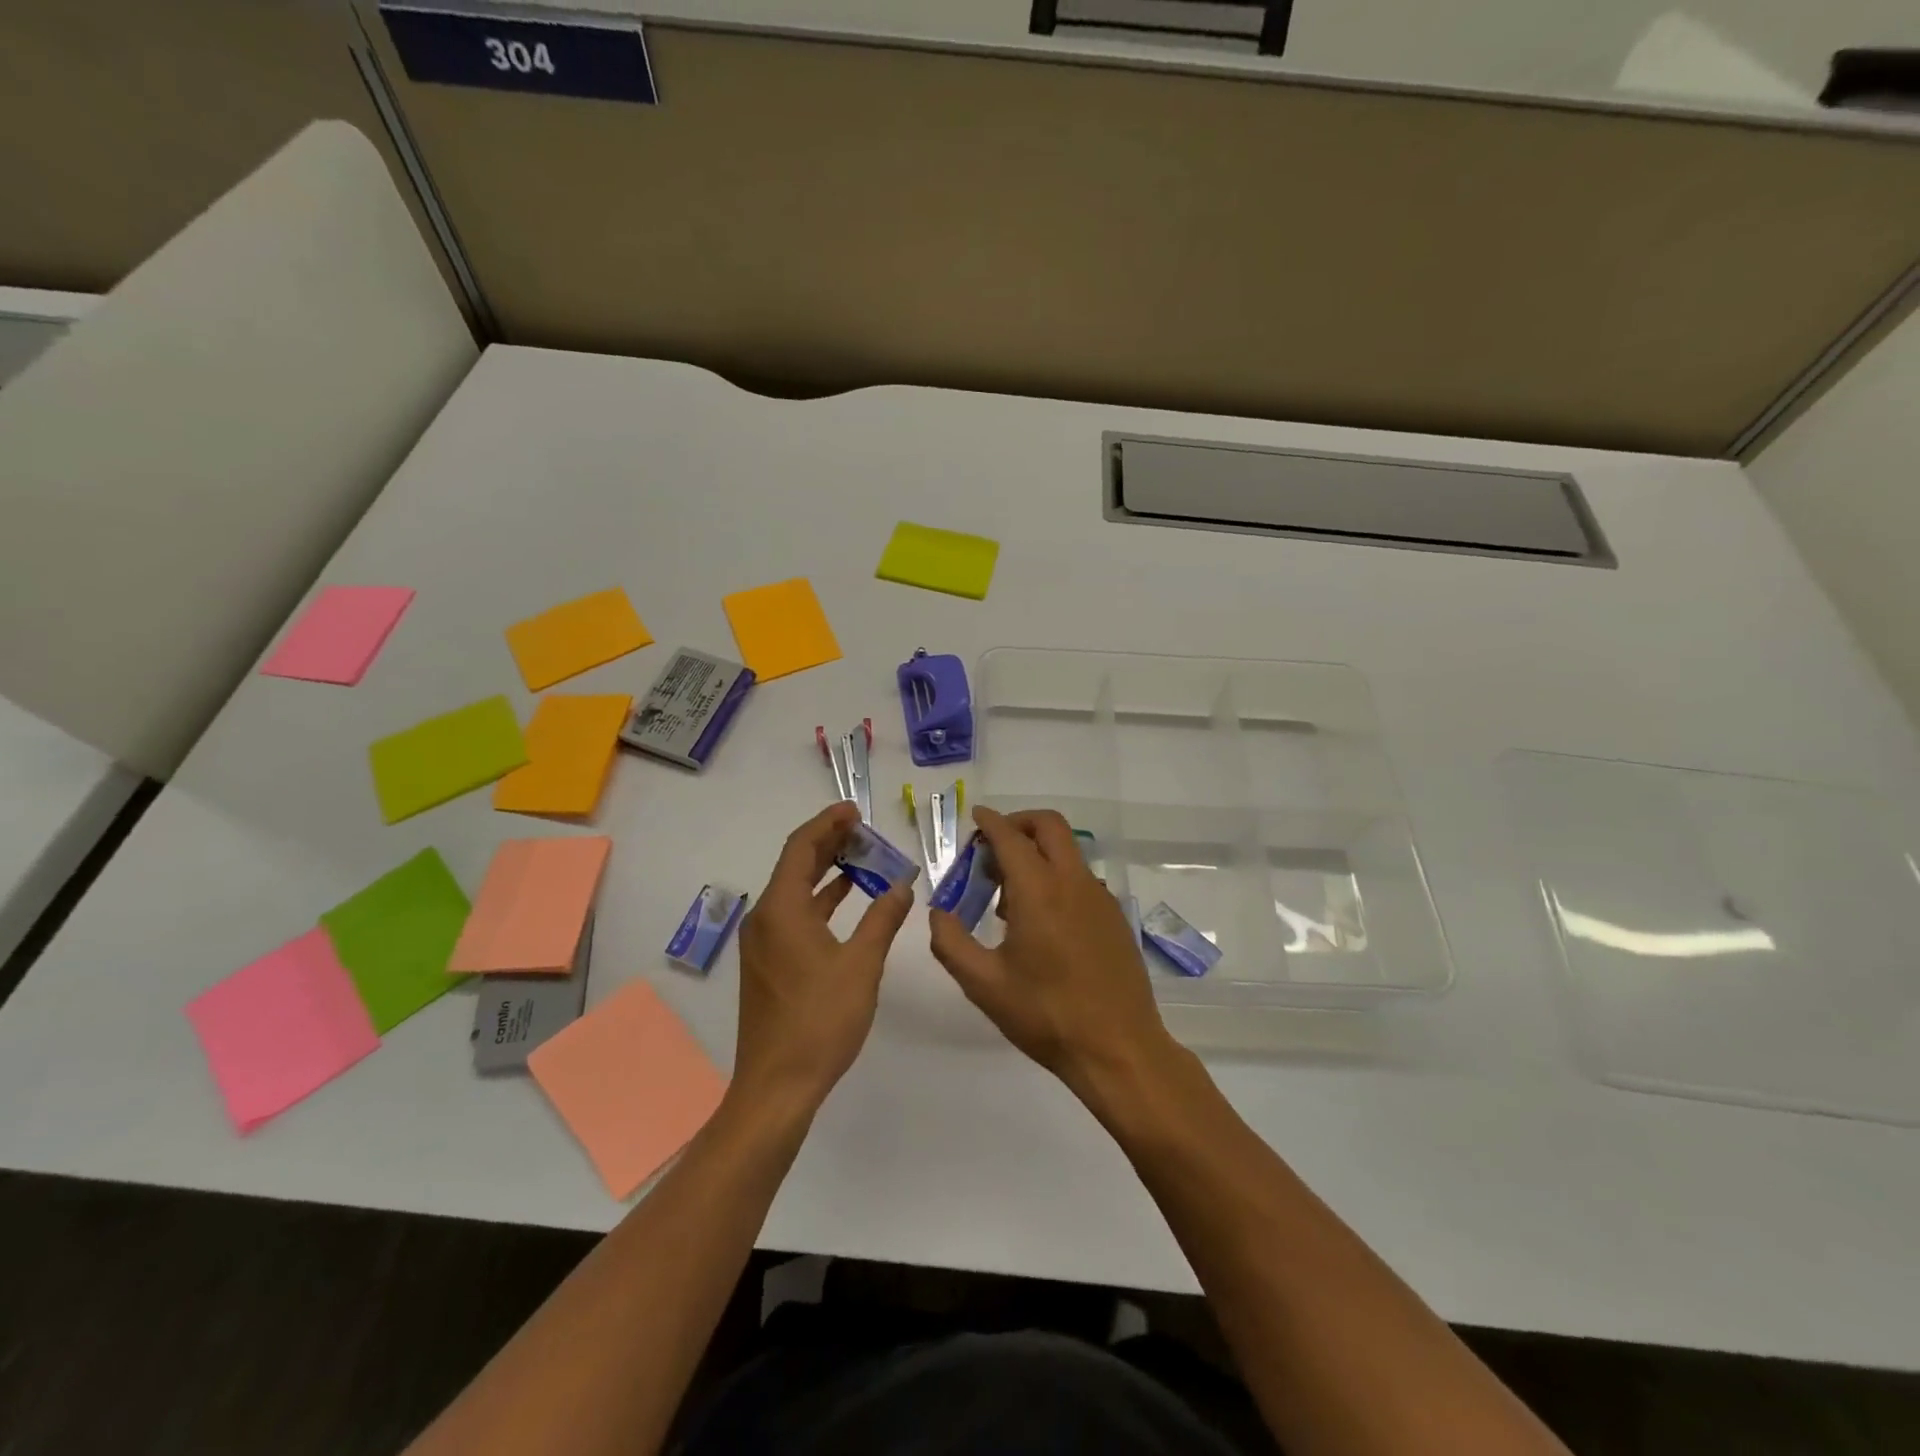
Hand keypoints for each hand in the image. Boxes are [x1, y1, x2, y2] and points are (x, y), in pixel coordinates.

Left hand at [732, 802, 913, 1112]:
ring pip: (795, 891)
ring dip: (826, 872)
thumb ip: (883, 919)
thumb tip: (902, 885)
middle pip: (795, 865)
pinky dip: (821, 900)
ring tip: (862, 857)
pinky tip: (846, 899)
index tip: (854, 811)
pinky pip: (794, 914)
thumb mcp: (862, 966)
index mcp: (782, 910)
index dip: (827, 824)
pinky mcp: (768, 963)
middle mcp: (765, 918)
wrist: (777, 1085)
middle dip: (829, 843)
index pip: (801, 848)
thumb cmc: (820, 1020)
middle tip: (864, 830)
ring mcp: (763, 943)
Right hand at [929, 807, 1175, 1096]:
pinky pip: (1081, 879)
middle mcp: (1073, 882)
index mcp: (1039, 890)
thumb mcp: (984, 984)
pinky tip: (1042, 921)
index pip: (1010, 837)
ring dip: (1038, 853)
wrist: (1118, 1048)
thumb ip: (951, 943)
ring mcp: (1099, 898)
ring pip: (1067, 852)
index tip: (975, 818)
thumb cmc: (1046, 1015)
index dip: (990, 822)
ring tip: (1009, 896)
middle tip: (993, 848)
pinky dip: (1057, 877)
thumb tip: (938, 913)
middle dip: (1019, 823)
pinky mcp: (1115, 917)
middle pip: (1049, 826)